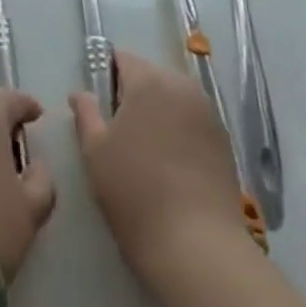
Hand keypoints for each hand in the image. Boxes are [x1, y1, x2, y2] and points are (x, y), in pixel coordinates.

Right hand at [72, 51, 244, 281]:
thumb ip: (86, 113)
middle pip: (150, 78)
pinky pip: (193, 124)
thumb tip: (81, 93)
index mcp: (148, 79)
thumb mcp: (95, 153)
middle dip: (135, 98)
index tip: (101, 111)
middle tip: (122, 139)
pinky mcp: (224, 142)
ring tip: (149, 157)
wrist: (198, 248)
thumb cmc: (135, 193)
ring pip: (173, 101)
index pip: (122, 59)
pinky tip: (174, 171)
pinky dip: (181, 136)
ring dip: (159, 117)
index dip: (107, 79)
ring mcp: (208, 113)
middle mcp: (181, 85)